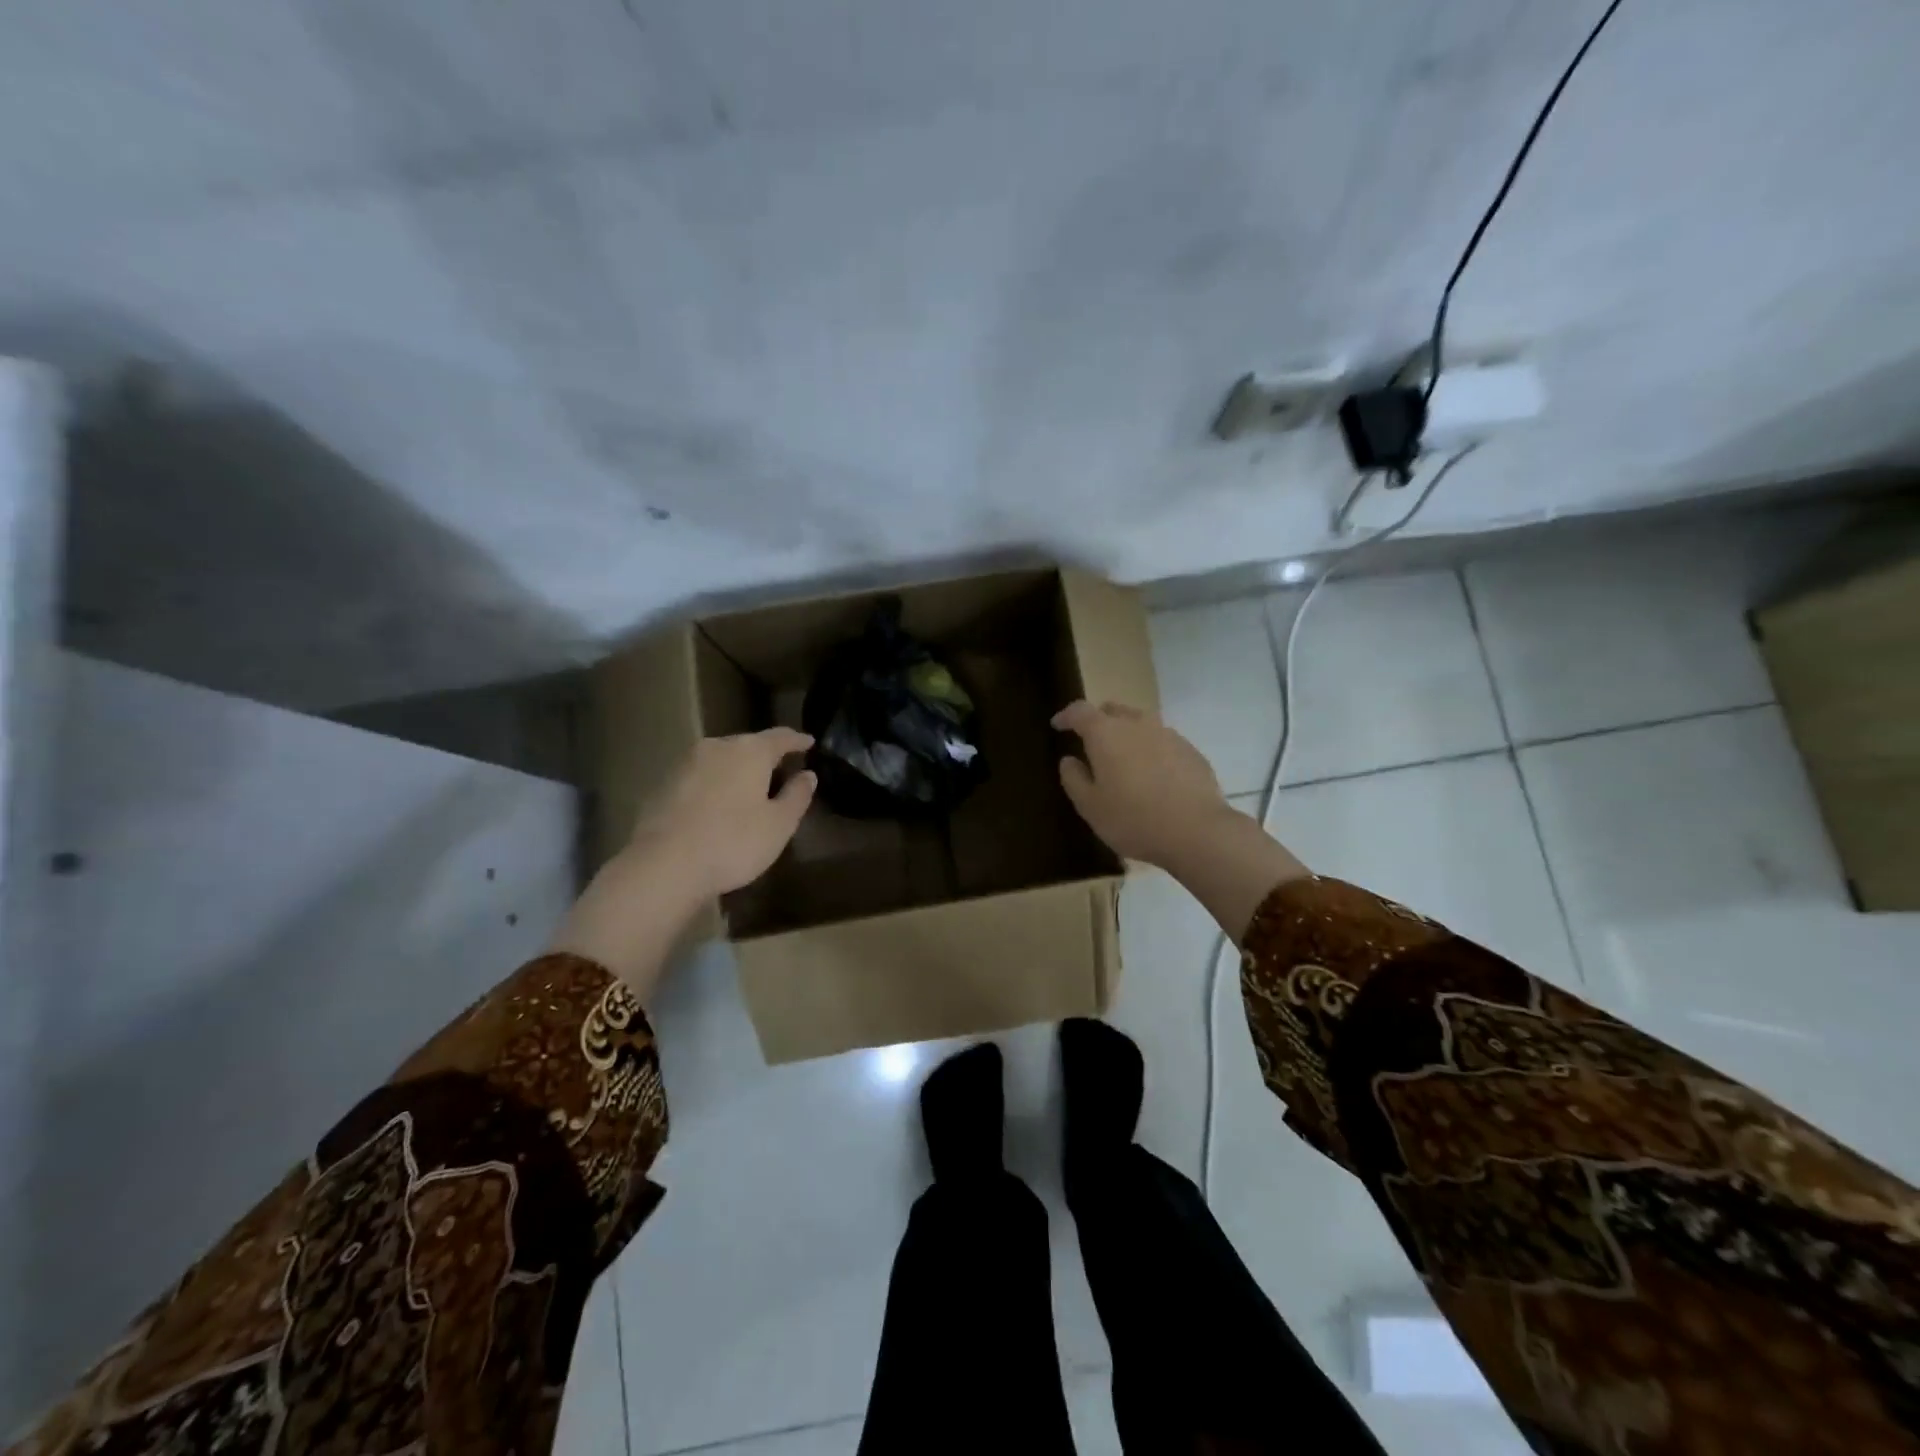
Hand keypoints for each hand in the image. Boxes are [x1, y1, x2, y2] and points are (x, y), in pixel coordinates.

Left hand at [630, 728, 816, 898]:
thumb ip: (797, 796)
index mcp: (749, 751)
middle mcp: (716, 747)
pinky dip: (714, 785)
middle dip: (765, 755)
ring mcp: (685, 764)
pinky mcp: (663, 784)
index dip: (797, 740)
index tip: (809, 742)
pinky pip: (699, 777)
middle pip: (747, 744)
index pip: (780, 737)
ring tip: (749, 789)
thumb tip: (808, 775)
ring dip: (737, 770)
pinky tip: (717, 806)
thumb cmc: (732, 842)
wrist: (663, 865)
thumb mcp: (779, 824)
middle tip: (781, 770)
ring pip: (720, 759)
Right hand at [1053, 700, 1229, 866]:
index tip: (1058, 725)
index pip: (1080, 711)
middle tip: (1091, 742)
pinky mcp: (1191, 750)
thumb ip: (1074, 779)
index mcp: (1106, 734)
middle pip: (1113, 711)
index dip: (1066, 716)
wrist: (1197, 831)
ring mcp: (1168, 734)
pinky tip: (1153, 775)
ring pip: (1140, 724)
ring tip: (1124, 760)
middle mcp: (1137, 724)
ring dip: (1127, 735)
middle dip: (1098, 721)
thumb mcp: (1090, 806)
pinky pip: (1162, 742)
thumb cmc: (1133, 819)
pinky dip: (1151, 750)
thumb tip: (1069, 760)